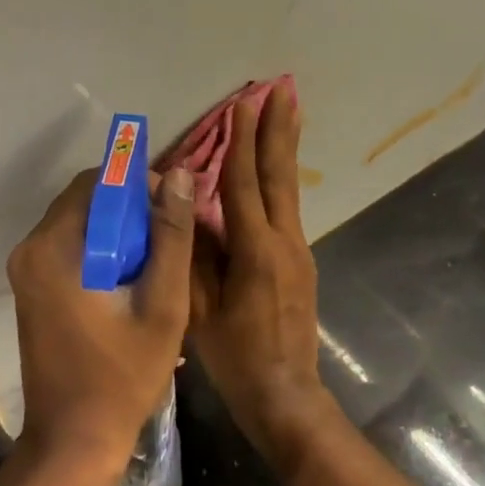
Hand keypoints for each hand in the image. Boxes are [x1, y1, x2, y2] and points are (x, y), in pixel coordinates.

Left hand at [6, 165, 196, 485]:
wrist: (72, 444)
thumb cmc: (122, 377)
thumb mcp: (162, 304)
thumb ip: (172, 236)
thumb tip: (181, 174)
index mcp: (54, 247)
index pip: (98, 182)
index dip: (140, 186)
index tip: (173, 213)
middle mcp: (30, 249)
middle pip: (87, 200)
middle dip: (131, 211)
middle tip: (169, 243)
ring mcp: (26, 270)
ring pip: (81, 223)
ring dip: (120, 233)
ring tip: (156, 266)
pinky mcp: (31, 289)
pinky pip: (71, 248)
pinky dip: (102, 251)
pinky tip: (131, 283)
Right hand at [187, 83, 336, 473]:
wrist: (287, 396)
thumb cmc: (236, 357)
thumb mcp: (199, 308)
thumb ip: (192, 255)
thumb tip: (184, 207)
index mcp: (256, 251)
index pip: (245, 183)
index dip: (242, 141)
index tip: (243, 103)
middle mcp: (284, 242)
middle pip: (279, 175)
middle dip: (278, 129)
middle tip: (283, 89)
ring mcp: (298, 251)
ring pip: (289, 188)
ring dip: (285, 147)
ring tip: (289, 111)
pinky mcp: (300, 262)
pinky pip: (287, 208)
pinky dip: (281, 177)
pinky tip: (276, 167)